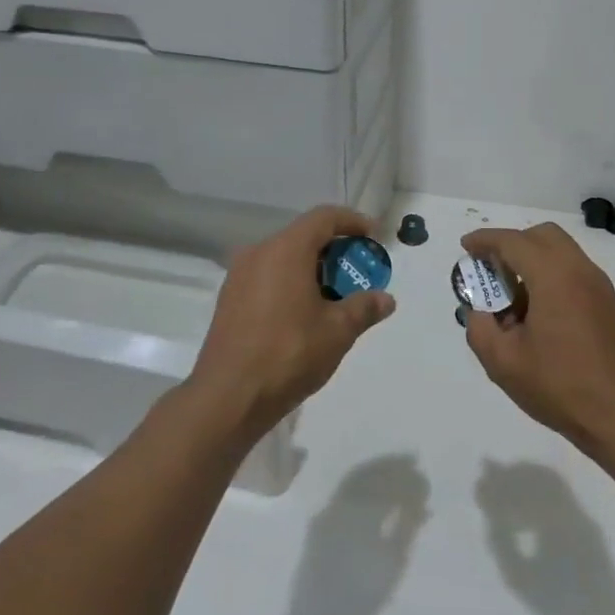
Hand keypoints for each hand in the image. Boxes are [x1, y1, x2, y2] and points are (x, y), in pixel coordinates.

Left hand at [192, 205, 395, 436]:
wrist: (229, 396)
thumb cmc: (289, 354)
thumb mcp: (337, 331)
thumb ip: (364, 308)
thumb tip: (386, 299)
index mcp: (285, 250)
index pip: (323, 218)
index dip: (352, 222)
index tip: (373, 237)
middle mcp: (258, 253)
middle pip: (303, 237)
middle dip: (335, 251)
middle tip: (359, 274)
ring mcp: (239, 276)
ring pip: (284, 258)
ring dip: (313, 269)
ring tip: (335, 298)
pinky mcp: (229, 299)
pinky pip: (267, 277)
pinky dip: (291, 283)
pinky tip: (304, 314)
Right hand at [460, 224, 614, 451]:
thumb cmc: (559, 386)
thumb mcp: (502, 362)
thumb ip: (479, 327)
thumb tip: (479, 311)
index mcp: (553, 277)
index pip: (513, 242)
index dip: (485, 240)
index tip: (465, 247)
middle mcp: (580, 270)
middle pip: (541, 236)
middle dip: (511, 244)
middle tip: (489, 268)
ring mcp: (599, 286)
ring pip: (561, 251)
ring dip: (532, 259)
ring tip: (511, 294)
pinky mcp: (608, 303)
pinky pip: (574, 271)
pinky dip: (550, 274)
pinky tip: (537, 311)